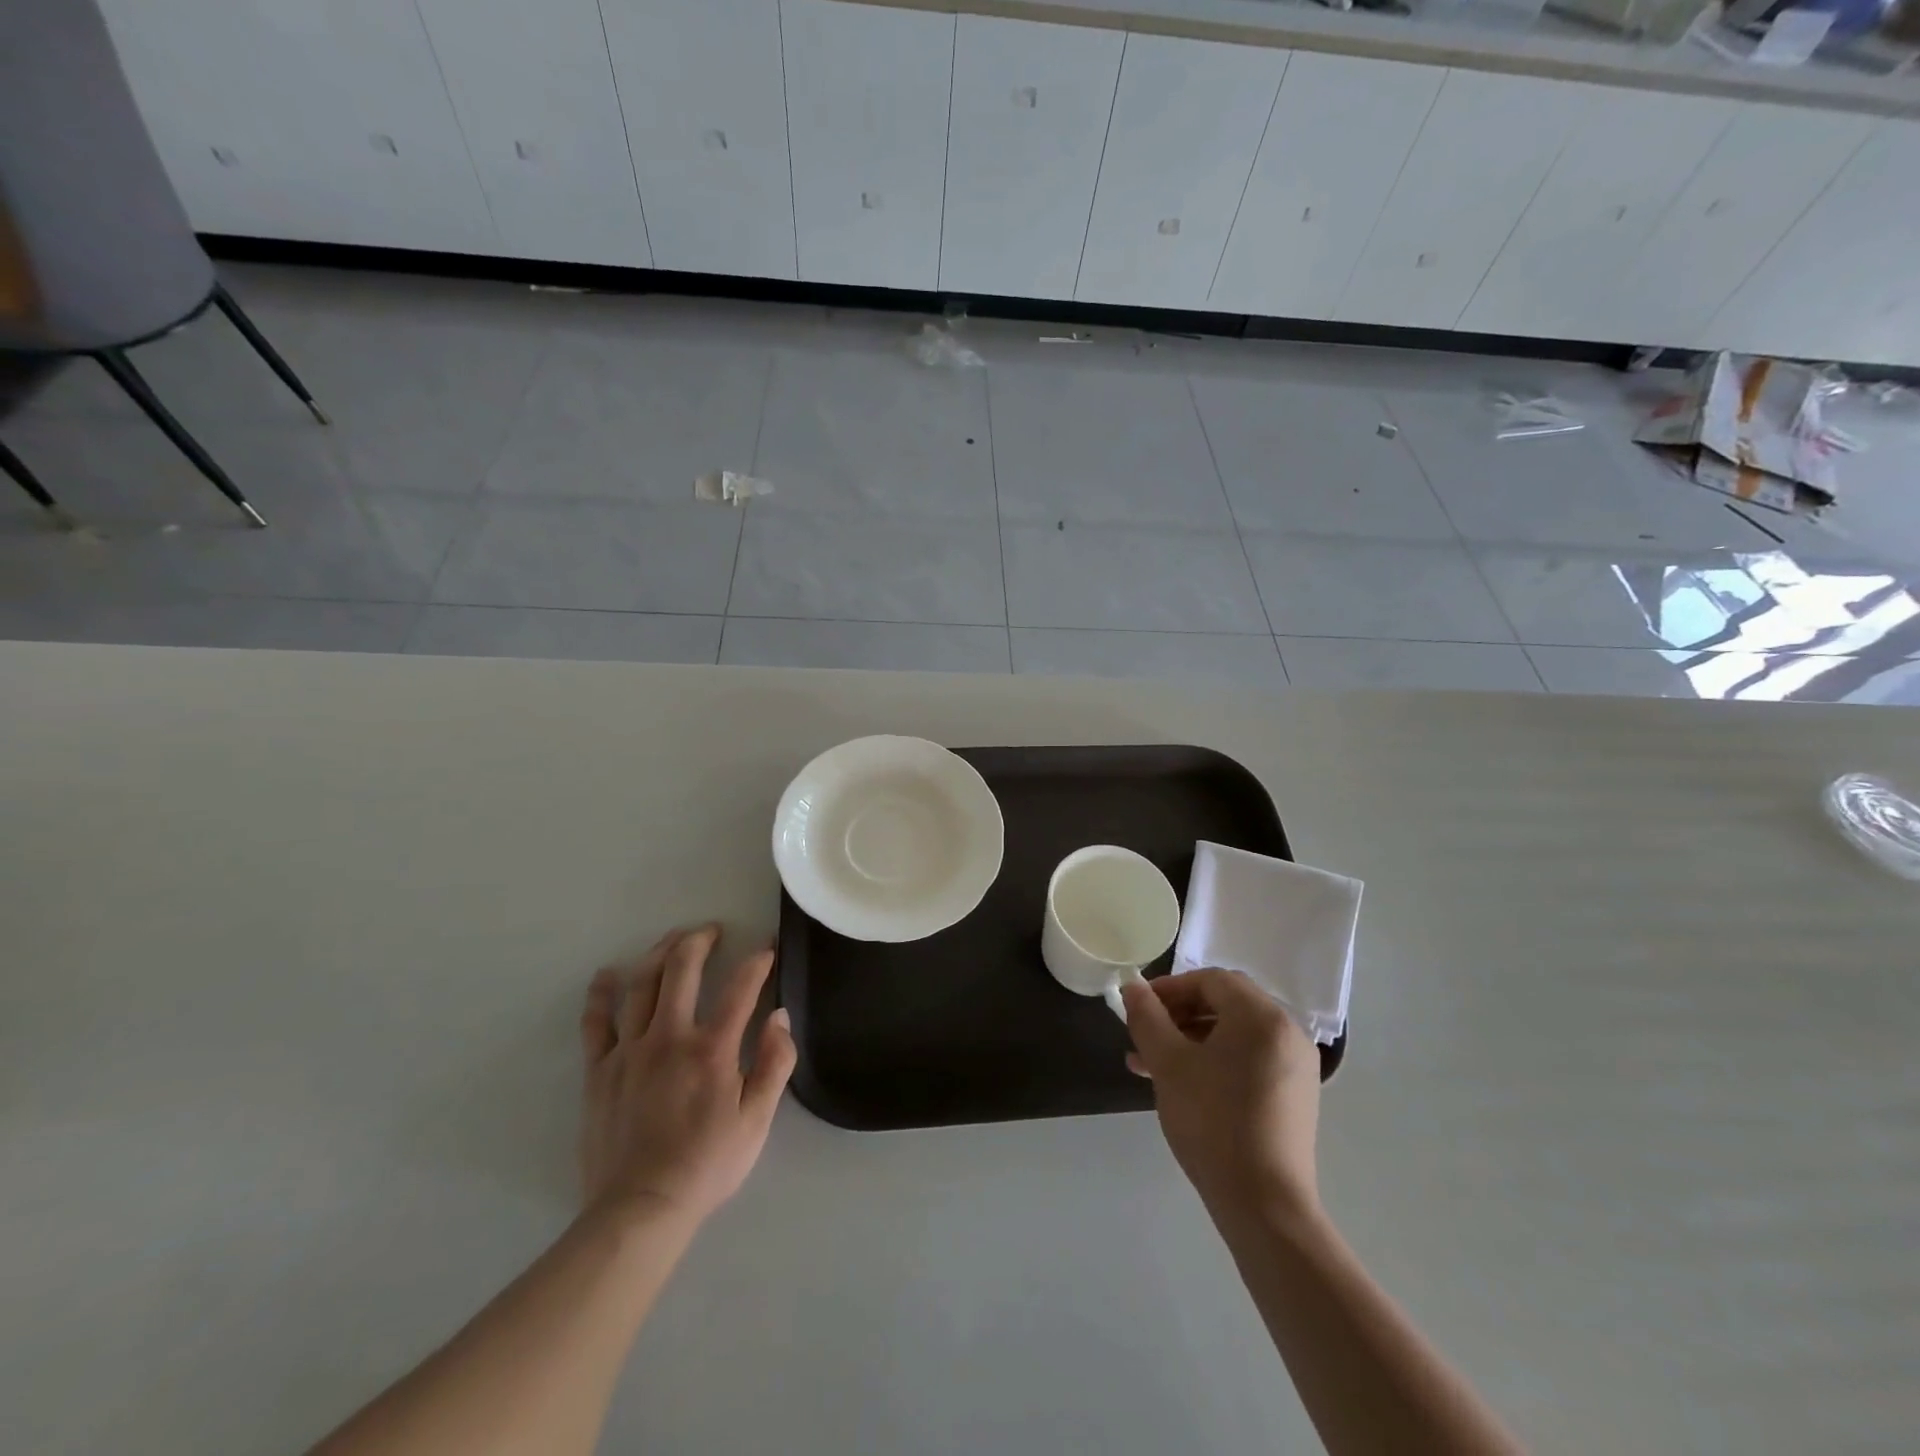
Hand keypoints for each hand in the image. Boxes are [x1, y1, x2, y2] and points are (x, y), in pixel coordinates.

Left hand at [578, 925, 796, 1227]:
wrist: (641, 1209)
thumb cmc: (707, 1164)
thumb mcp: (757, 1120)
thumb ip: (774, 1063)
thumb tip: (780, 1016)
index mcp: (712, 1048)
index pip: (740, 988)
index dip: (757, 961)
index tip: (767, 947)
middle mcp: (669, 1037)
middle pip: (682, 969)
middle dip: (699, 941)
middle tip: (711, 930)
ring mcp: (629, 1051)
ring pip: (641, 985)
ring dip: (659, 953)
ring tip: (673, 939)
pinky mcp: (599, 1071)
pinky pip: (596, 1023)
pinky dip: (600, 995)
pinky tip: (607, 975)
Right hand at [1120, 970, 1321, 1223]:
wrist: (1264, 1206)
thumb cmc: (1212, 1122)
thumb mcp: (1168, 1064)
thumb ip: (1147, 1017)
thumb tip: (1132, 987)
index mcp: (1262, 1016)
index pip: (1211, 980)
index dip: (1170, 988)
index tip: (1138, 1008)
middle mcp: (1287, 1032)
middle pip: (1225, 1004)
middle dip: (1178, 1015)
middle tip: (1143, 1036)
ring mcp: (1296, 1065)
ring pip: (1234, 1034)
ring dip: (1191, 1040)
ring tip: (1151, 1066)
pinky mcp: (1295, 1095)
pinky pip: (1249, 1059)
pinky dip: (1215, 1061)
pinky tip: (1184, 1085)